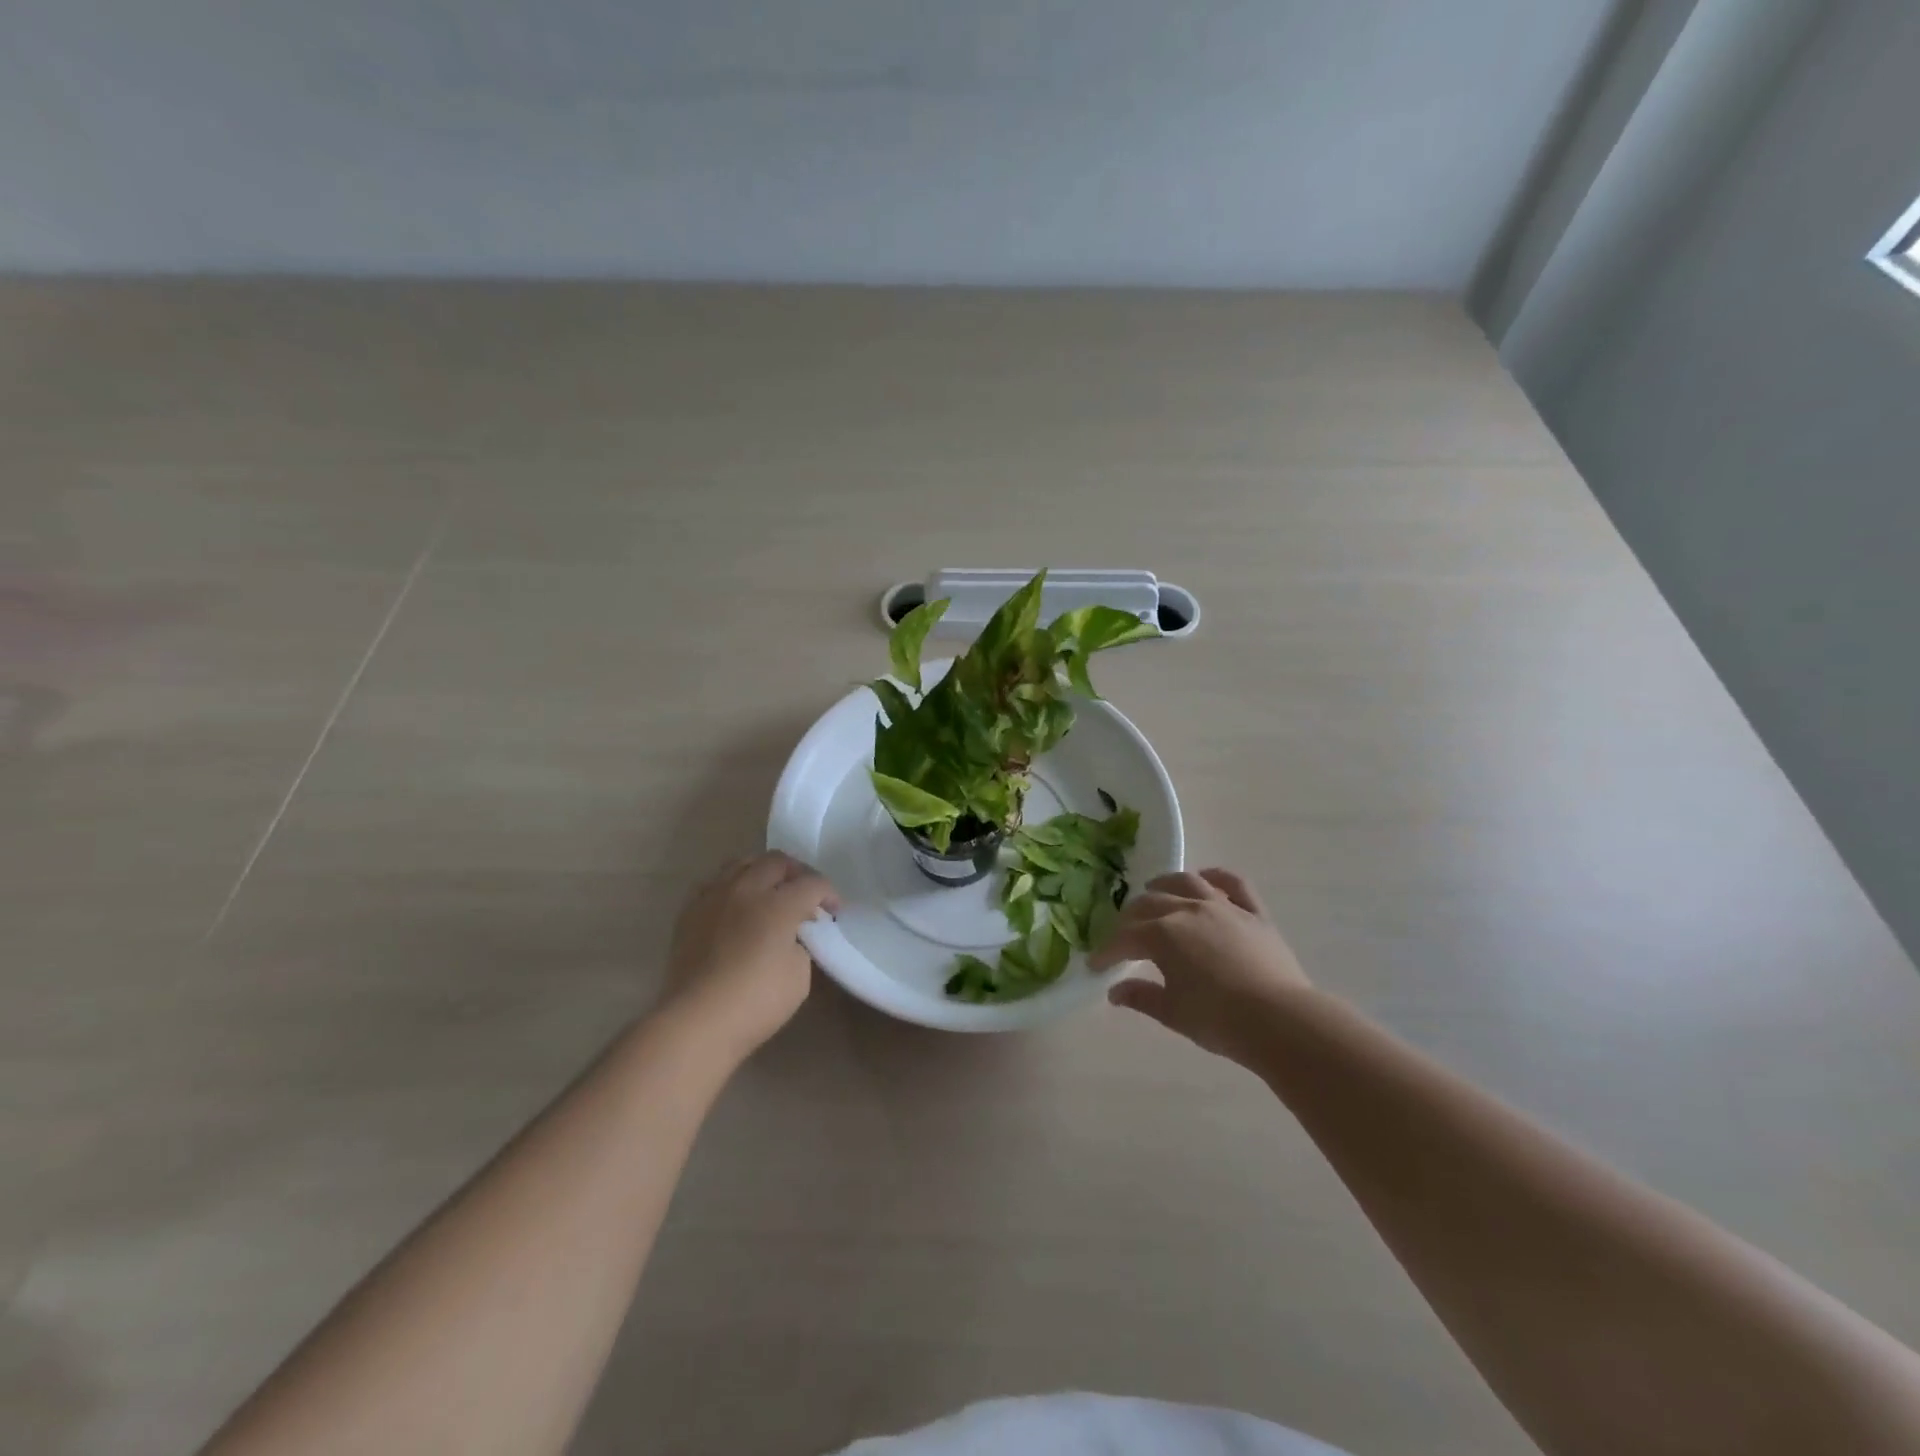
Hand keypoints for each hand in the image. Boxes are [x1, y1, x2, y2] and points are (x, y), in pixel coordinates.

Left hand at [656, 852, 838, 1065]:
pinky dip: (733, 886)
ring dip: (763, 871)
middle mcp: (746, 890)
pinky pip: (715, 883)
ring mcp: (714, 897)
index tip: (833, 910)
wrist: (696, 1022)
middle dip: (798, 872)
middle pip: (777, 861)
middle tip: (806, 894)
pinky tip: (737, 905)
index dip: (829, 893)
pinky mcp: (690, 912)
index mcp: (778, 905)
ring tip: (770, 891)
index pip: (812, 883)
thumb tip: (792, 934)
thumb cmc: (755, 1002)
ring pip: (742, 863)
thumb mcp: (799, 976)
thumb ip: (800, 944)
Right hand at [1090, 868, 1310, 1064]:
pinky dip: (1217, 876)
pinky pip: (1234, 883)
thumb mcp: (1173, 1013)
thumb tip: (1115, 991)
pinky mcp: (1254, 912)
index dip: (1107, 951)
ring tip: (1154, 891)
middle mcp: (1189, 910)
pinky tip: (1206, 878)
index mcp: (1163, 935)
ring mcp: (1223, 906)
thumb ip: (1141, 997)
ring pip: (1187, 882)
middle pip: (1150, 904)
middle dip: (1130, 918)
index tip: (1096, 964)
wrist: (1280, 1021)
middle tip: (1124, 934)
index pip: (1125, 938)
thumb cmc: (1219, 1020)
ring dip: (1165, 884)